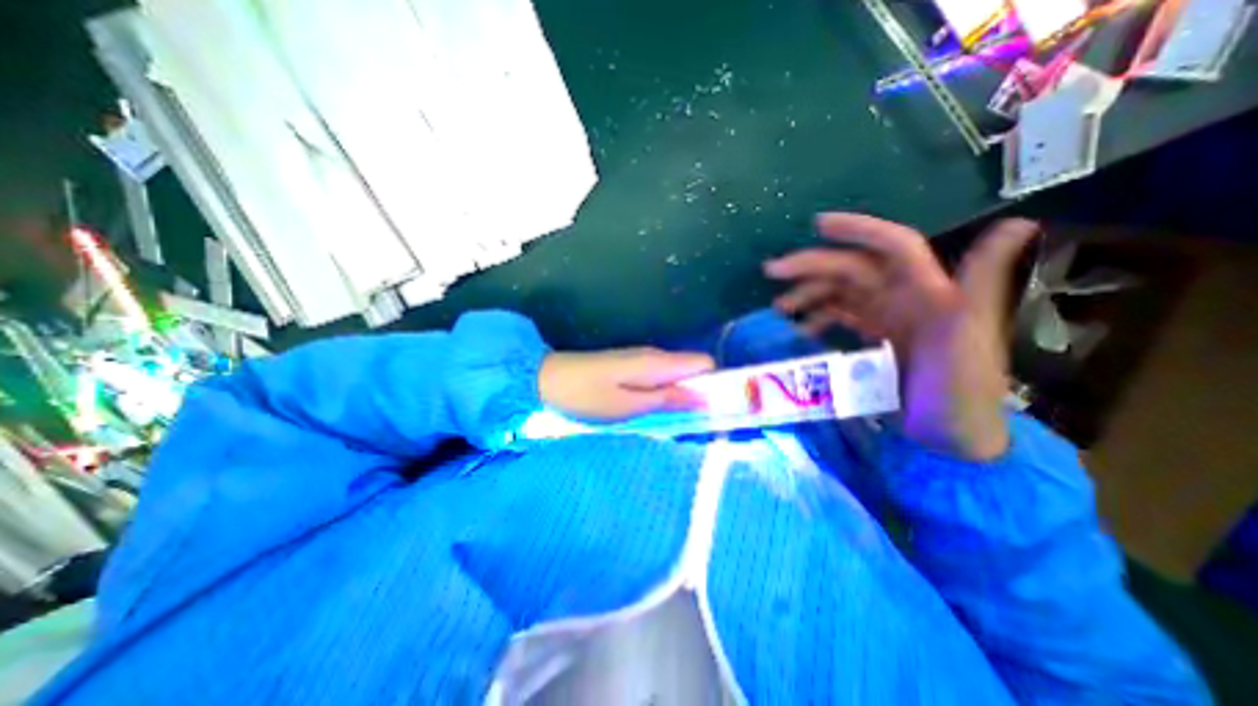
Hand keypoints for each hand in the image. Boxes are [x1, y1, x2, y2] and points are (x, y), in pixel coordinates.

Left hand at [542, 344, 716, 417]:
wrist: (549, 380)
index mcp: (658, 364)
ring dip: (683, 397)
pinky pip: (661, 379)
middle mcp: (656, 356)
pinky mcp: (632, 367)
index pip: (705, 364)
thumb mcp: (628, 405)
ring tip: (678, 423)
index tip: (719, 410)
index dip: (716, 384)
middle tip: (697, 424)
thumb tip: (706, 398)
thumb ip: (668, 400)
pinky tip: (657, 412)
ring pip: (678, 376)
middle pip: (694, 370)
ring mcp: (643, 360)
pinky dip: (666, 395)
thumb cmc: (587, 396)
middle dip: (701, 394)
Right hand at [761, 212, 1036, 459]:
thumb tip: (1018, 223)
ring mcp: (885, 318)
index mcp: (927, 290)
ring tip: (779, 307)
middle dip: (810, 265)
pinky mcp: (873, 339)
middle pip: (851, 269)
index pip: (891, 246)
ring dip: (807, 294)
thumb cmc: (962, 389)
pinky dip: (817, 318)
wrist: (950, 437)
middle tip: (771, 271)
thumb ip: (983, 281)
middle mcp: (903, 297)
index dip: (857, 230)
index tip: (817, 225)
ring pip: (839, 293)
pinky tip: (799, 329)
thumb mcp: (971, 336)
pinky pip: (838, 318)